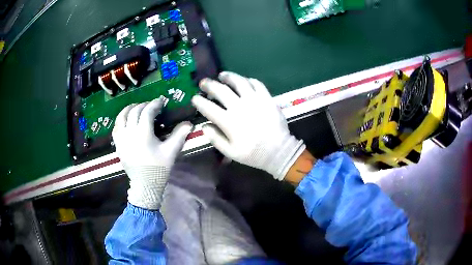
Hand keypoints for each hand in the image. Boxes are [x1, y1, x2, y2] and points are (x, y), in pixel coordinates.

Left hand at [113, 98, 192, 208]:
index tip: (161, 101)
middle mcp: (130, 132)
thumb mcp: (171, 152)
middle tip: (150, 105)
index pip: (147, 112)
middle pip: (134, 112)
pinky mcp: (117, 145)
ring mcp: (121, 139)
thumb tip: (189, 123)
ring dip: (128, 109)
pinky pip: (116, 127)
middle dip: (143, 105)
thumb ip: (179, 135)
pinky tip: (125, 120)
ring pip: (121, 117)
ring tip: (136, 108)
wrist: (145, 184)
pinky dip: (120, 120)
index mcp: (143, 133)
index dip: (154, 104)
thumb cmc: (158, 168)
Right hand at [191, 72, 305, 179]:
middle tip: (203, 83)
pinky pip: (256, 83)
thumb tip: (204, 125)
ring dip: (228, 76)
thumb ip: (215, 138)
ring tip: (222, 75)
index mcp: (228, 122)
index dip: (199, 101)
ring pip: (238, 82)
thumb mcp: (230, 152)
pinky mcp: (267, 98)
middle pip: (221, 90)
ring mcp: (254, 100)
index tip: (195, 98)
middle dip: (209, 85)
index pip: (208, 107)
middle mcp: (239, 107)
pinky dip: (248, 80)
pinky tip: (244, 81)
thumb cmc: (253, 153)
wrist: (278, 151)